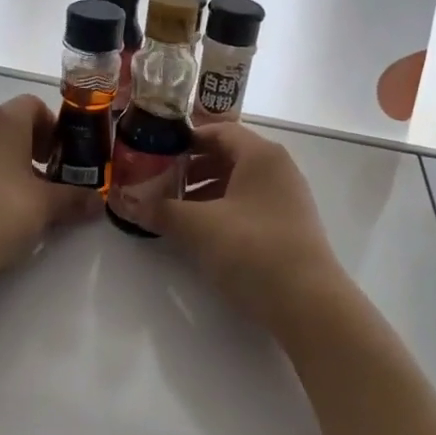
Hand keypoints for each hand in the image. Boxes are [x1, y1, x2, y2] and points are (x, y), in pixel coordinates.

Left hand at [0, 95, 95, 278]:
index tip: (60, 156)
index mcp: (5, 119)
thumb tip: (98, 203)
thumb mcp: (47, 205)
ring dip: (8, 158)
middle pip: (10, 121)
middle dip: (31, 143)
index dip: (52, 126)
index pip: (33, 105)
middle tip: (46, 175)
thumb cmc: (2, 211)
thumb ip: (75, 198)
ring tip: (21, 193)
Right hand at [148, 123, 346, 335]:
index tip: (155, 152)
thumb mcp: (198, 227)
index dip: (184, 140)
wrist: (308, 303)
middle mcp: (278, 168)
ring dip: (204, 192)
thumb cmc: (252, 249)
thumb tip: (126, 203)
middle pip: (227, 156)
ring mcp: (287, 198)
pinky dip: (222, 210)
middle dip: (190, 168)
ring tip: (174, 211)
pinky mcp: (289, 226)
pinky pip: (249, 205)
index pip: (217, 131)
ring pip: (238, 183)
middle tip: (158, 182)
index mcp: (261, 155)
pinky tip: (202, 233)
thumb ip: (161, 210)